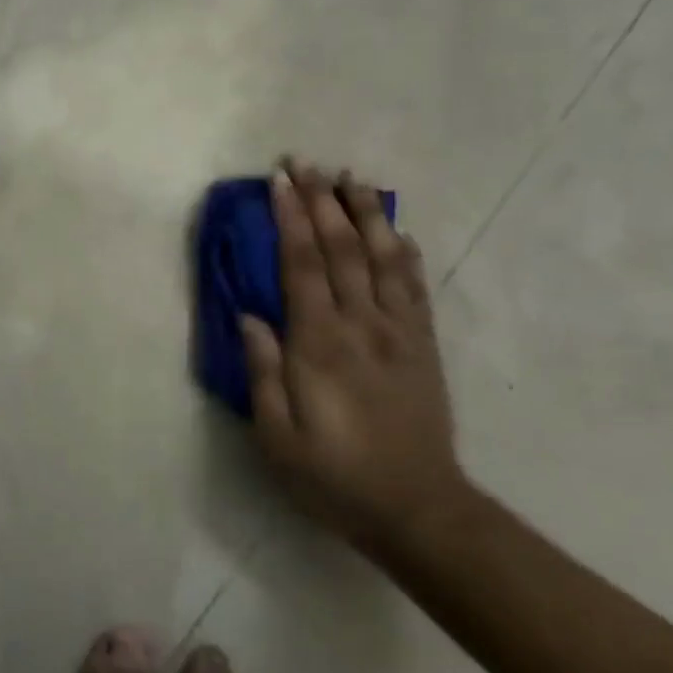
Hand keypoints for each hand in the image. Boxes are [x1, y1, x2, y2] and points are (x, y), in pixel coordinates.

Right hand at [240, 162, 466, 542]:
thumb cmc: (334, 476)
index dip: (290, 219)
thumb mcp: (277, 437)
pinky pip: (414, 288)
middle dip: (321, 201)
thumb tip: (250, 317)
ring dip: (366, 214)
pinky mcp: (422, 347)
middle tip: (306, 162)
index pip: (303, 265)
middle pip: (342, 249)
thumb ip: (263, 373)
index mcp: (320, 345)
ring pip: (383, 258)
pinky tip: (397, 232)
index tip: (279, 181)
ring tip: (351, 178)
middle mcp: (362, 326)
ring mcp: (399, 333)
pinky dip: (405, 253)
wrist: (417, 509)